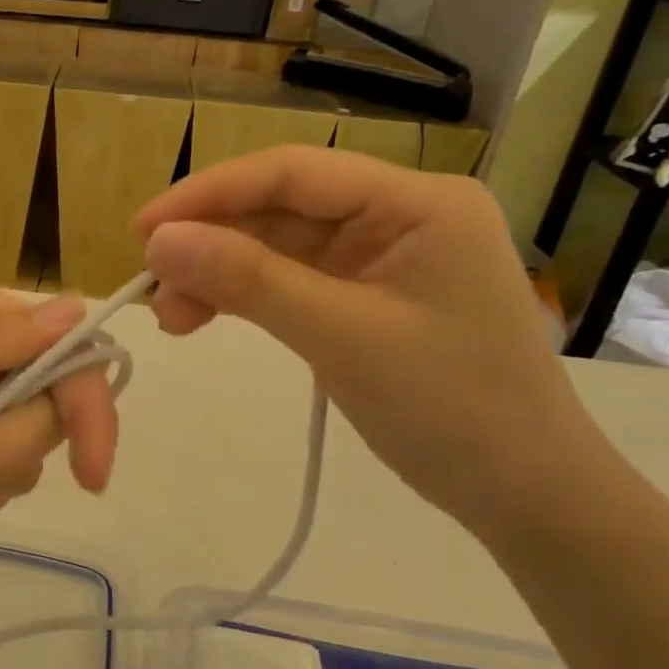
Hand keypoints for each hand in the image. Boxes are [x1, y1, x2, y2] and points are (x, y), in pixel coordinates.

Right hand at [135, 148, 601, 530]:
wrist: (526, 496)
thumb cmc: (453, 409)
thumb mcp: (342, 337)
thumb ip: (249, 281)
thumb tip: (158, 242)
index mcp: (416, 201)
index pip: (294, 172)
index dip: (210, 193)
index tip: (142, 230)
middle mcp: (399, 215)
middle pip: (280, 209)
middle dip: (210, 243)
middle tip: (149, 287)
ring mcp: (381, 257)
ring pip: (277, 247)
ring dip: (219, 275)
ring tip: (168, 317)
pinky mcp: (365, 297)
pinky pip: (289, 281)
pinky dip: (243, 298)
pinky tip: (201, 317)